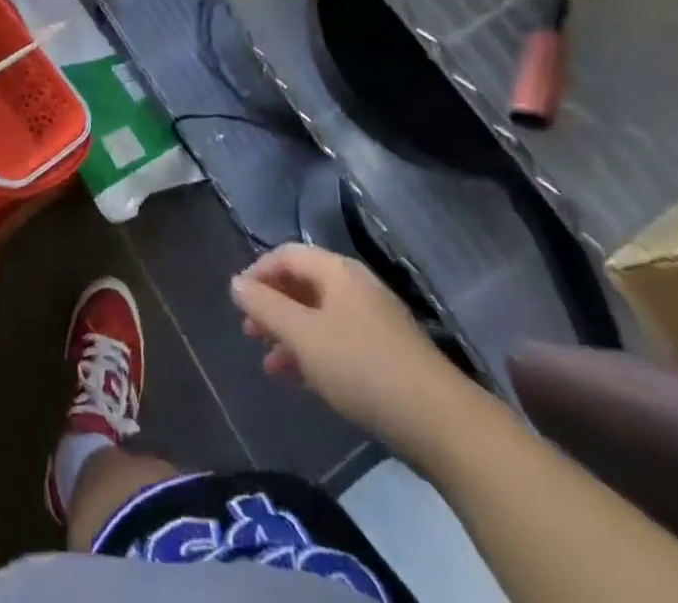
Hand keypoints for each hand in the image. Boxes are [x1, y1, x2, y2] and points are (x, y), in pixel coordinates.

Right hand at [232, 243, 469, 453]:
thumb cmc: (362, 368)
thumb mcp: (304, 337)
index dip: (258, 272)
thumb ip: (265, 307)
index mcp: (337, 271)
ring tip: (270, 365)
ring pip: (320, 314)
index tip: (237, 301)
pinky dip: (315, 351)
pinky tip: (305, 380)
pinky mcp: (389, 352)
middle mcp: (356, 285)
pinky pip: (339, 338)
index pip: (287, 254)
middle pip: (304, 283)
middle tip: (249, 332)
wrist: (442, 423)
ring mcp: (376, 319)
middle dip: (273, 305)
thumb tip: (235, 282)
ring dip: (291, 333)